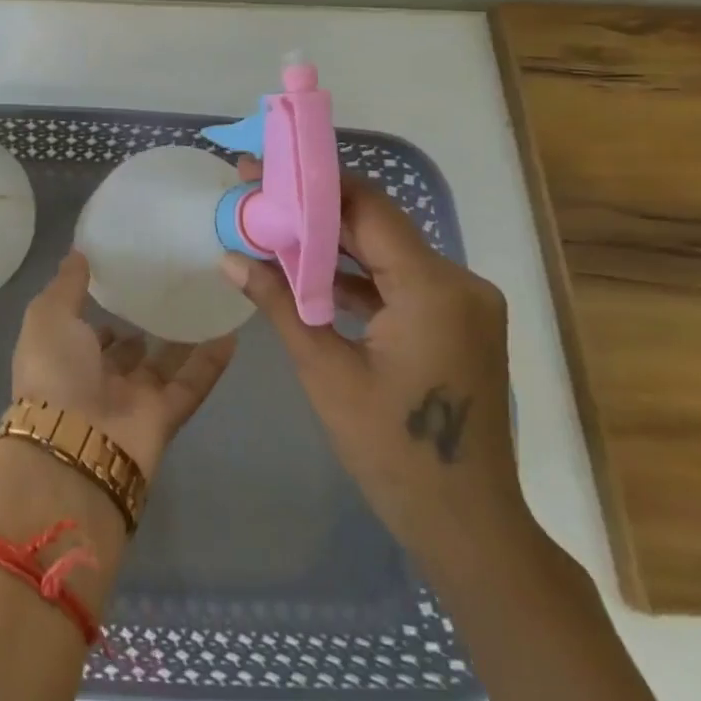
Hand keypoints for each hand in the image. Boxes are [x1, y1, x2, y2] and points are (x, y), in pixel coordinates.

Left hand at [11, 251, 236, 479]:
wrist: (74, 445)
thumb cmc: (54, 371)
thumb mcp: (48, 315)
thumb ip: (66, 285)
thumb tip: (79, 252)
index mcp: (65, 357)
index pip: (87, 333)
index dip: (101, 313)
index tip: (125, 282)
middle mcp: (97, 379)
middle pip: (126, 352)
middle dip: (143, 327)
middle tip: (171, 289)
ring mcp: (133, 400)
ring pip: (163, 366)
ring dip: (181, 339)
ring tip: (205, 301)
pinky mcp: (164, 417)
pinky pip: (191, 384)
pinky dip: (210, 361)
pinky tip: (231, 331)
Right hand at [219, 160, 528, 577]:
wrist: (470, 528)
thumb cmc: (393, 451)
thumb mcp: (325, 371)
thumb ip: (279, 303)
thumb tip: (230, 257)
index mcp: (433, 288)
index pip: (365, 208)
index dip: (308, 185)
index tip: (259, 172)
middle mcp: (459, 282)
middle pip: (375, 225)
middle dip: (313, 211)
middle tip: (255, 197)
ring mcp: (463, 303)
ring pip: (386, 252)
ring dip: (331, 243)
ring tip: (271, 230)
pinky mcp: (457, 322)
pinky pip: (400, 281)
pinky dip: (356, 275)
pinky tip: (308, 273)